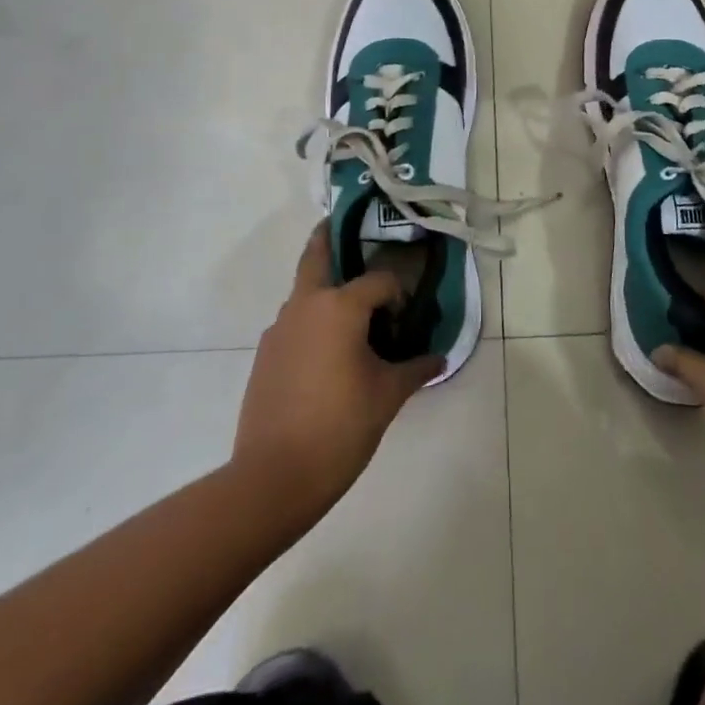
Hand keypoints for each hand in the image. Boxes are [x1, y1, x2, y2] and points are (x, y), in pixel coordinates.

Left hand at [232, 224, 442, 517]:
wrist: (272, 477)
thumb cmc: (340, 427)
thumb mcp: (388, 396)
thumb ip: (416, 369)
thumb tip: (439, 357)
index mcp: (339, 307)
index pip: (379, 281)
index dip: (398, 294)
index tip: (407, 318)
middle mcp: (305, 305)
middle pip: (316, 256)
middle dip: (329, 237)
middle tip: (345, 227)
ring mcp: (279, 329)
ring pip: (304, 292)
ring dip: (325, 288)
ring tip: (351, 313)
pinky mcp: (265, 355)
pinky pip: (295, 323)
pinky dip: (312, 321)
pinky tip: (328, 353)